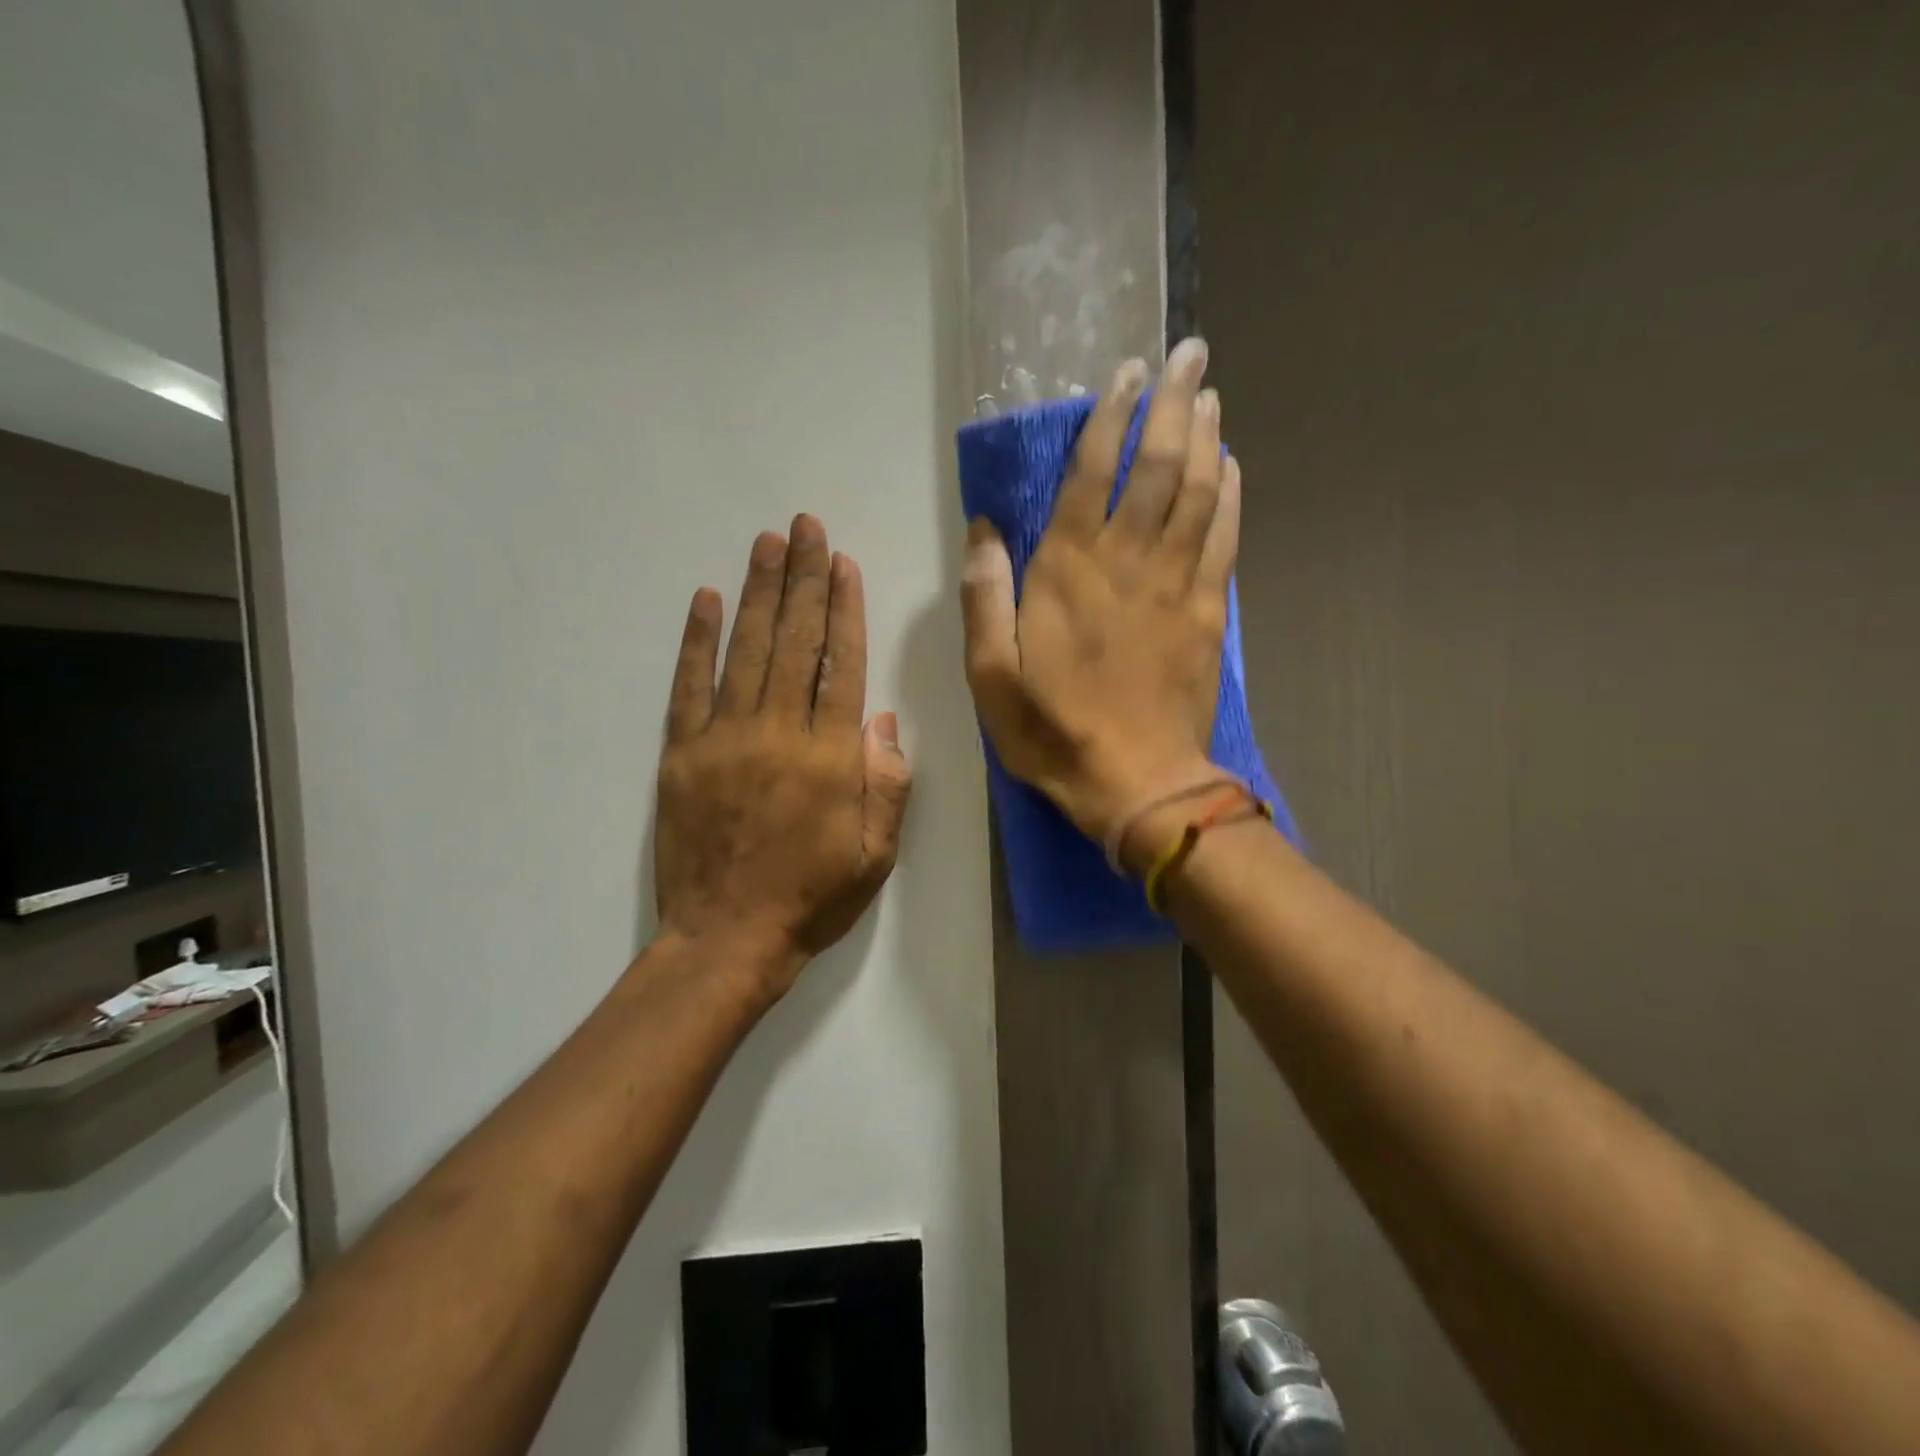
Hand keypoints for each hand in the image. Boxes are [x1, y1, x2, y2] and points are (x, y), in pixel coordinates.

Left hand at [654, 515, 912, 1002]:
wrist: (727, 939)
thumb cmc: (812, 898)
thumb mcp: (875, 853)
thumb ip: (886, 783)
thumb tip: (882, 718)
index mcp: (830, 756)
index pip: (839, 665)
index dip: (843, 610)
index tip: (842, 564)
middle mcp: (777, 733)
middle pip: (793, 641)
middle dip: (802, 579)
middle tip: (805, 527)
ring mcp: (723, 738)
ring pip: (745, 650)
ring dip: (758, 592)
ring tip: (767, 543)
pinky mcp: (682, 753)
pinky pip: (689, 685)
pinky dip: (696, 640)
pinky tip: (706, 599)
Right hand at [961, 339, 1238, 847]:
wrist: (1137, 783)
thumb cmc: (1053, 732)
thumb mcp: (990, 676)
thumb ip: (984, 598)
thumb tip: (983, 531)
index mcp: (1068, 572)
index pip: (1093, 474)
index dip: (1110, 417)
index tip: (1125, 374)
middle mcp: (1126, 562)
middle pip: (1159, 466)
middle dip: (1173, 403)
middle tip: (1189, 352)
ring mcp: (1175, 584)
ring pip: (1199, 492)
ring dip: (1207, 436)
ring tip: (1210, 393)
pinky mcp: (1206, 612)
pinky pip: (1224, 538)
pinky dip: (1232, 495)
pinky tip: (1233, 465)